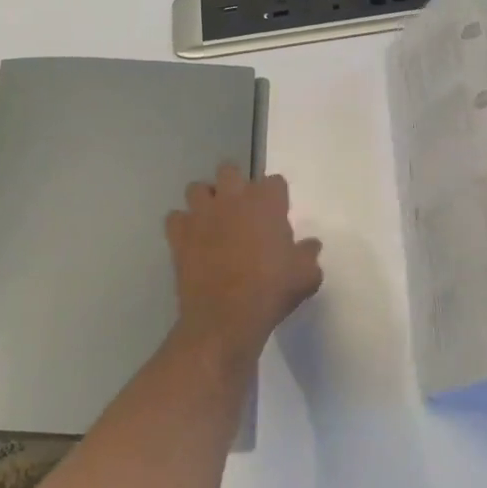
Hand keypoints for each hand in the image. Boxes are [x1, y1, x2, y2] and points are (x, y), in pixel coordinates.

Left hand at [166, 163, 322, 366]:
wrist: (225, 317)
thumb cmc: (271, 291)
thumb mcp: (306, 276)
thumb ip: (309, 255)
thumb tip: (311, 245)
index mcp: (265, 202)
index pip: (274, 181)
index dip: (276, 197)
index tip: (277, 215)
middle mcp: (232, 199)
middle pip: (230, 170)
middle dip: (235, 184)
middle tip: (242, 210)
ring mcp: (202, 214)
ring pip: (197, 188)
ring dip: (205, 200)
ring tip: (213, 220)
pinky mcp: (180, 234)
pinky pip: (175, 218)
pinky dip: (182, 225)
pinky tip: (191, 240)